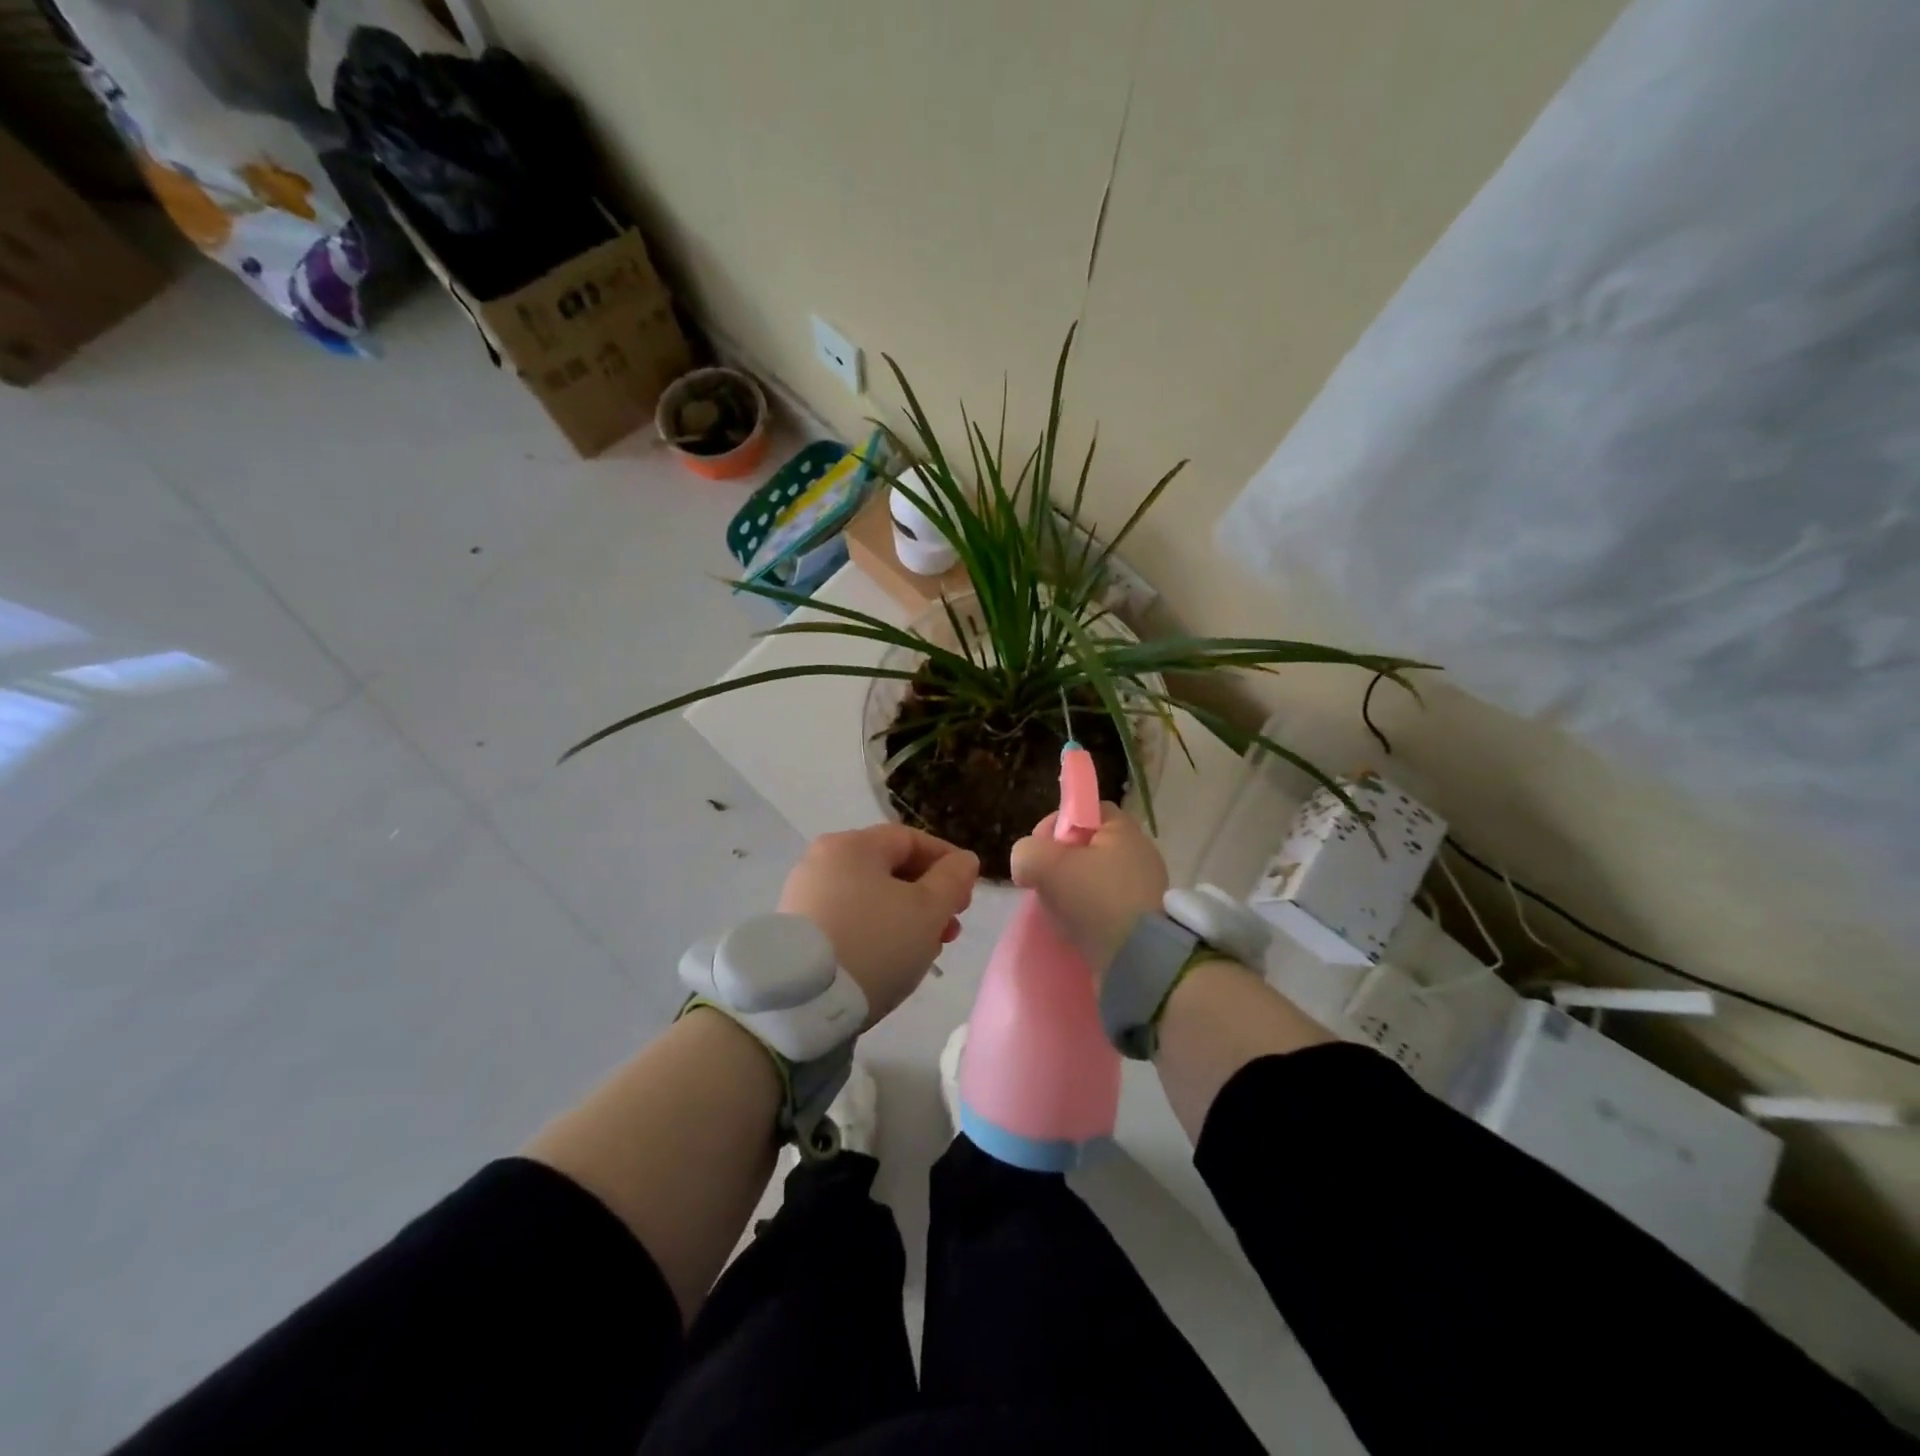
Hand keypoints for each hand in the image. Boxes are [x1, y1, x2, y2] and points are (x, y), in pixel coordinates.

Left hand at [778, 824, 979, 1021]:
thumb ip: (953, 880)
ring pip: (871, 898)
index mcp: (852, 845)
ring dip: (907, 919)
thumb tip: (964, 860)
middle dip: (929, 897)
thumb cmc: (874, 943)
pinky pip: (849, 920)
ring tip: (927, 951)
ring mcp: (805, 896)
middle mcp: (822, 861)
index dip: (947, 861)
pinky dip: (877, 933)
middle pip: (890, 870)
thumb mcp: (928, 910)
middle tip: (951, 928)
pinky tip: (892, 961)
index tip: (969, 893)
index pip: (911, 839)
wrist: (801, 1002)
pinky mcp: (797, 930)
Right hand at [1010, 804, 1167, 975]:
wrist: (1140, 961)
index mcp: (1124, 830)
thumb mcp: (1046, 865)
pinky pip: (1106, 906)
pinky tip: (1075, 928)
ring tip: (1057, 909)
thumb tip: (1026, 864)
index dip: (1057, 822)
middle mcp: (1139, 853)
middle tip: (1044, 881)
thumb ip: (1026, 852)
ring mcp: (1145, 888)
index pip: (1086, 808)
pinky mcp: (1144, 920)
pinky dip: (1087, 913)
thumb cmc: (1096, 899)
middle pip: (1087, 845)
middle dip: (1059, 861)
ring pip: (1094, 878)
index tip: (1039, 848)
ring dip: (1071, 890)